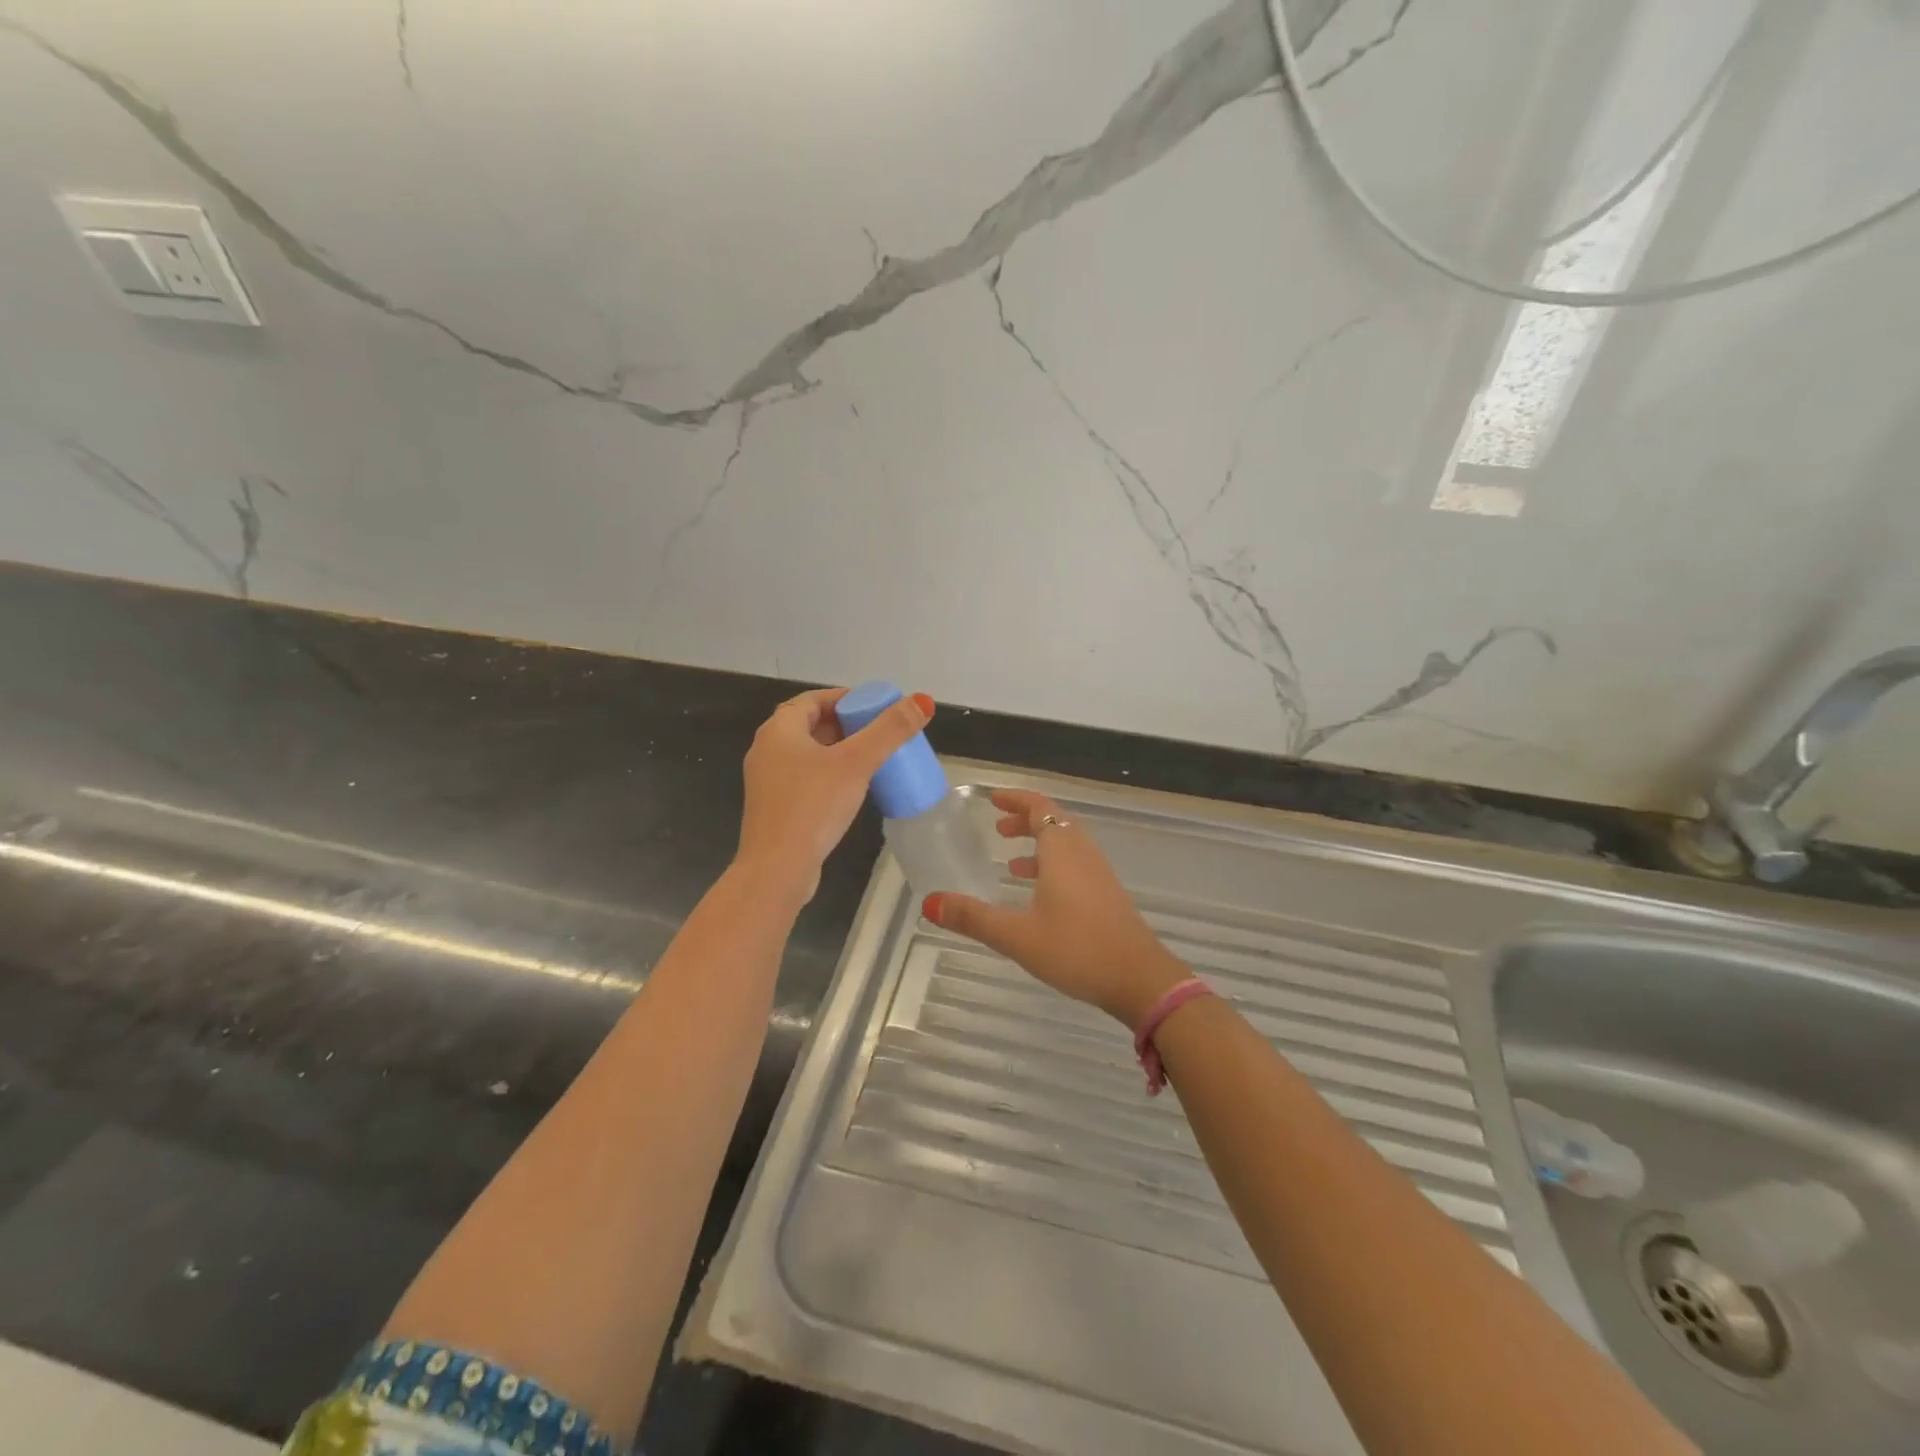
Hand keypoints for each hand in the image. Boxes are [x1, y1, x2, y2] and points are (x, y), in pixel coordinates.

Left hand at [733, 687, 932, 906]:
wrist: (777, 869)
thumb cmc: (813, 806)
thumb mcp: (857, 763)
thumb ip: (890, 730)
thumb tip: (922, 700)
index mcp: (779, 730)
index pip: (813, 700)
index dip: (844, 698)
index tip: (875, 706)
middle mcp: (767, 750)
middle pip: (810, 725)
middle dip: (845, 725)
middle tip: (879, 732)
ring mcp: (768, 781)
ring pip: (808, 754)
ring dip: (838, 751)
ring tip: (872, 758)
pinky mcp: (775, 808)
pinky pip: (805, 779)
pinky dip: (828, 774)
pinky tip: (852, 789)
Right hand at [923, 788, 1187, 1026]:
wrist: (1138, 979)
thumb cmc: (1076, 949)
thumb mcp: (1016, 935)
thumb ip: (972, 917)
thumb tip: (929, 902)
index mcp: (1062, 850)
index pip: (1038, 806)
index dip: (1015, 799)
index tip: (992, 800)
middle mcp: (1082, 853)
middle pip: (1054, 821)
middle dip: (1024, 820)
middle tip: (997, 828)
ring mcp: (1098, 874)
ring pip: (1066, 844)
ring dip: (1039, 843)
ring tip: (1010, 862)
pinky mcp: (1106, 895)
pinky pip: (1075, 864)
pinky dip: (1052, 865)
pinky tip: (1038, 895)